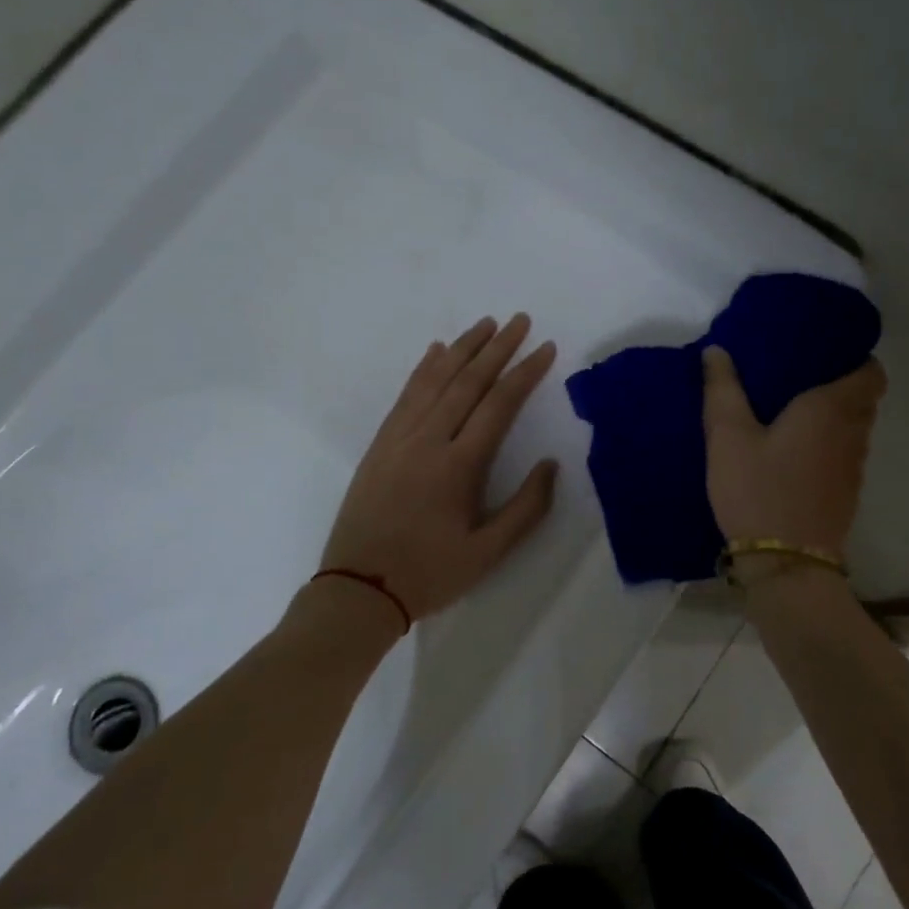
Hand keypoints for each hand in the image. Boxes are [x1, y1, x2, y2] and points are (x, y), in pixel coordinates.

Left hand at [321, 315, 558, 622]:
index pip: (499, 405)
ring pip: (434, 380)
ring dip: (462, 349)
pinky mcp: (379, 444)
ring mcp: (399, 438)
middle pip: (467, 381)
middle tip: (519, 320)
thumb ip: (526, 508)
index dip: (525, 373)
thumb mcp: (488, 553)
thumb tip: (550, 464)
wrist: (358, 589)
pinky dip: (424, 369)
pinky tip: (435, 351)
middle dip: (497, 348)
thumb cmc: (430, 574)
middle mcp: (428, 440)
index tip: (544, 348)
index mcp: (459, 466)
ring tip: (485, 324)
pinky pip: (405, 396)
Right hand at [701, 346, 886, 553]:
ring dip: (833, 416)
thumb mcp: (727, 437)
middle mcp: (853, 433)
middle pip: (863, 398)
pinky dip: (827, 443)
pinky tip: (793, 449)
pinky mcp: (845, 494)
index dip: (854, 357)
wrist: (785, 563)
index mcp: (831, 409)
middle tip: (800, 375)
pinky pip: (844, 454)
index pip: (870, 372)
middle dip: (839, 383)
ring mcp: (853, 467)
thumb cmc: (758, 490)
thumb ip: (722, 390)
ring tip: (794, 409)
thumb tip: (716, 350)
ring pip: (854, 428)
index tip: (824, 350)